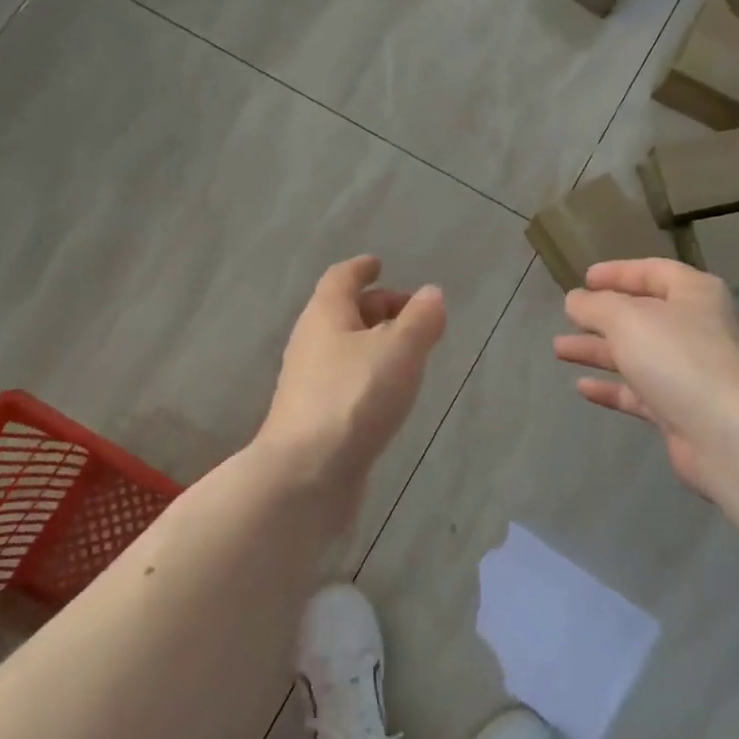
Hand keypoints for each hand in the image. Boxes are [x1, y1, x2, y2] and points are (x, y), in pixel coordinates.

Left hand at [256, 256, 447, 503]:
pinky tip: (389, 392)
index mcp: (325, 316)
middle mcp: (311, 343)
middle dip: (377, 307)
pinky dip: (369, 373)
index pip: (341, 279)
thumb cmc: (354, 398)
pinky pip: (346, 380)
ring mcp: (309, 383)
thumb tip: (431, 294)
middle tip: (414, 313)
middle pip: (343, 313)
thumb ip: (421, 320)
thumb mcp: (399, 351)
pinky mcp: (315, 417)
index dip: (361, 269)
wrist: (306, 475)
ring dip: (375, 343)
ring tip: (410, 352)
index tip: (379, 264)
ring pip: (345, 348)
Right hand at [553, 258, 738, 496]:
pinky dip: (612, 386)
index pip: (653, 272)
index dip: (618, 272)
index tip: (584, 279)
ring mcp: (690, 371)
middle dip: (601, 316)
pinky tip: (582, 387)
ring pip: (637, 354)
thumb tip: (576, 300)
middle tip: (567, 317)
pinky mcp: (681, 409)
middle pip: (642, 315)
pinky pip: (639, 391)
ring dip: (598, 350)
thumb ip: (596, 306)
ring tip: (559, 349)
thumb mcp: (627, 319)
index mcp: (694, 295)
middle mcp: (696, 328)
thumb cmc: (679, 358)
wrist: (728, 434)